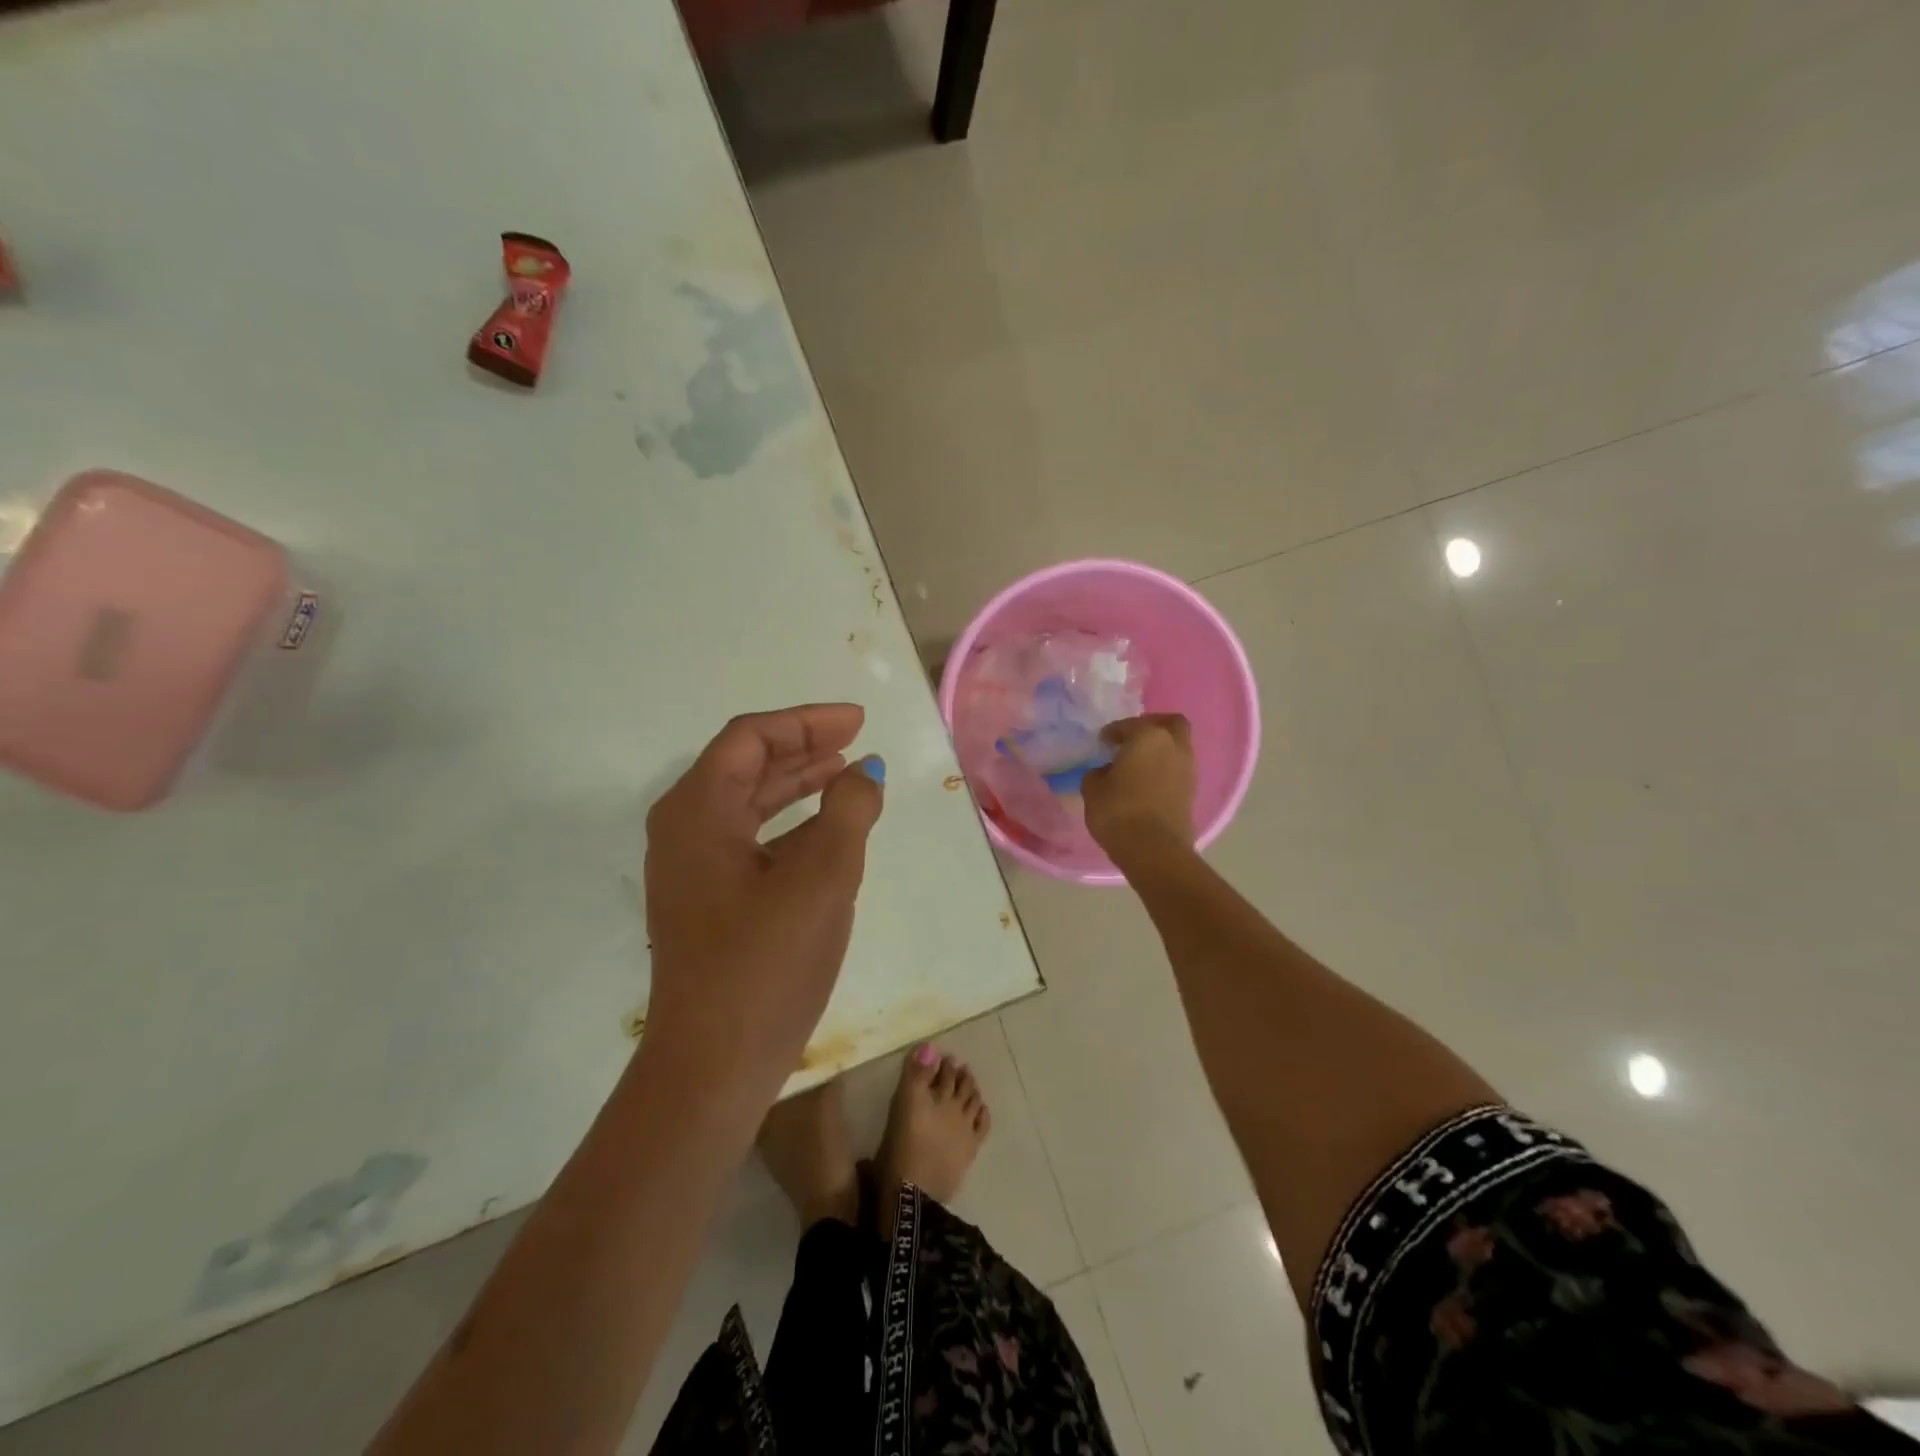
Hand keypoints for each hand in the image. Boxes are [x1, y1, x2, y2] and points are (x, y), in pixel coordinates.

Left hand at [641, 705, 883, 1107]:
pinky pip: (750, 841)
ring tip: (846, 775)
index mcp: (698, 811)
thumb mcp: (823, 877)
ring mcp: (692, 869)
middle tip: (856, 741)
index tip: (857, 722)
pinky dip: (789, 826)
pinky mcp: (707, 902)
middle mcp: (684, 830)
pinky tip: (826, 832)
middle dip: (802, 748)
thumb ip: (849, 810)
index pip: (750, 738)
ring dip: (797, 785)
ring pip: (748, 805)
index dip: (806, 722)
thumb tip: (864, 773)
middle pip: (745, 766)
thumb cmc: (766, 962)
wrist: (714, 1065)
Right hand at [1082, 713, 1196, 856]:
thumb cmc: (1118, 811)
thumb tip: (1107, 771)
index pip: (1129, 725)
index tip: (1103, 741)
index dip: (1113, 731)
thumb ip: (1098, 773)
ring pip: (1177, 747)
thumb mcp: (1093, 789)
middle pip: (1170, 724)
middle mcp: (1173, 746)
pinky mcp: (1192, 792)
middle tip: (1132, 739)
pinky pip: (1177, 770)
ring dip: (1160, 750)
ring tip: (1137, 764)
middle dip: (1152, 727)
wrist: (1154, 850)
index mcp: (1148, 737)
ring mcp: (1187, 769)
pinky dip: (1164, 770)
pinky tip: (1145, 783)